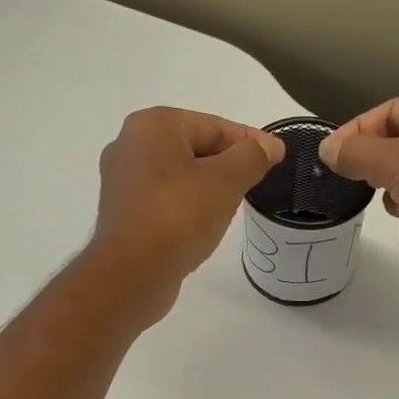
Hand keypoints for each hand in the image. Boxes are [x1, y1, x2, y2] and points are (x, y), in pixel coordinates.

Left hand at [92, 107, 284, 315]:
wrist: (132, 273)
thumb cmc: (179, 216)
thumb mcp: (226, 181)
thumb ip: (252, 157)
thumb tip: (270, 146)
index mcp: (153, 125)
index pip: (214, 126)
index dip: (249, 142)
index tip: (276, 159)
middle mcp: (130, 145)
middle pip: (194, 148)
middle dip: (227, 165)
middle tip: (255, 185)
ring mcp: (122, 181)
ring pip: (179, 176)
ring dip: (207, 188)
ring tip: (231, 208)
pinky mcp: (123, 213)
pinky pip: (164, 201)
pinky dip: (186, 207)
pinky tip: (202, 226)